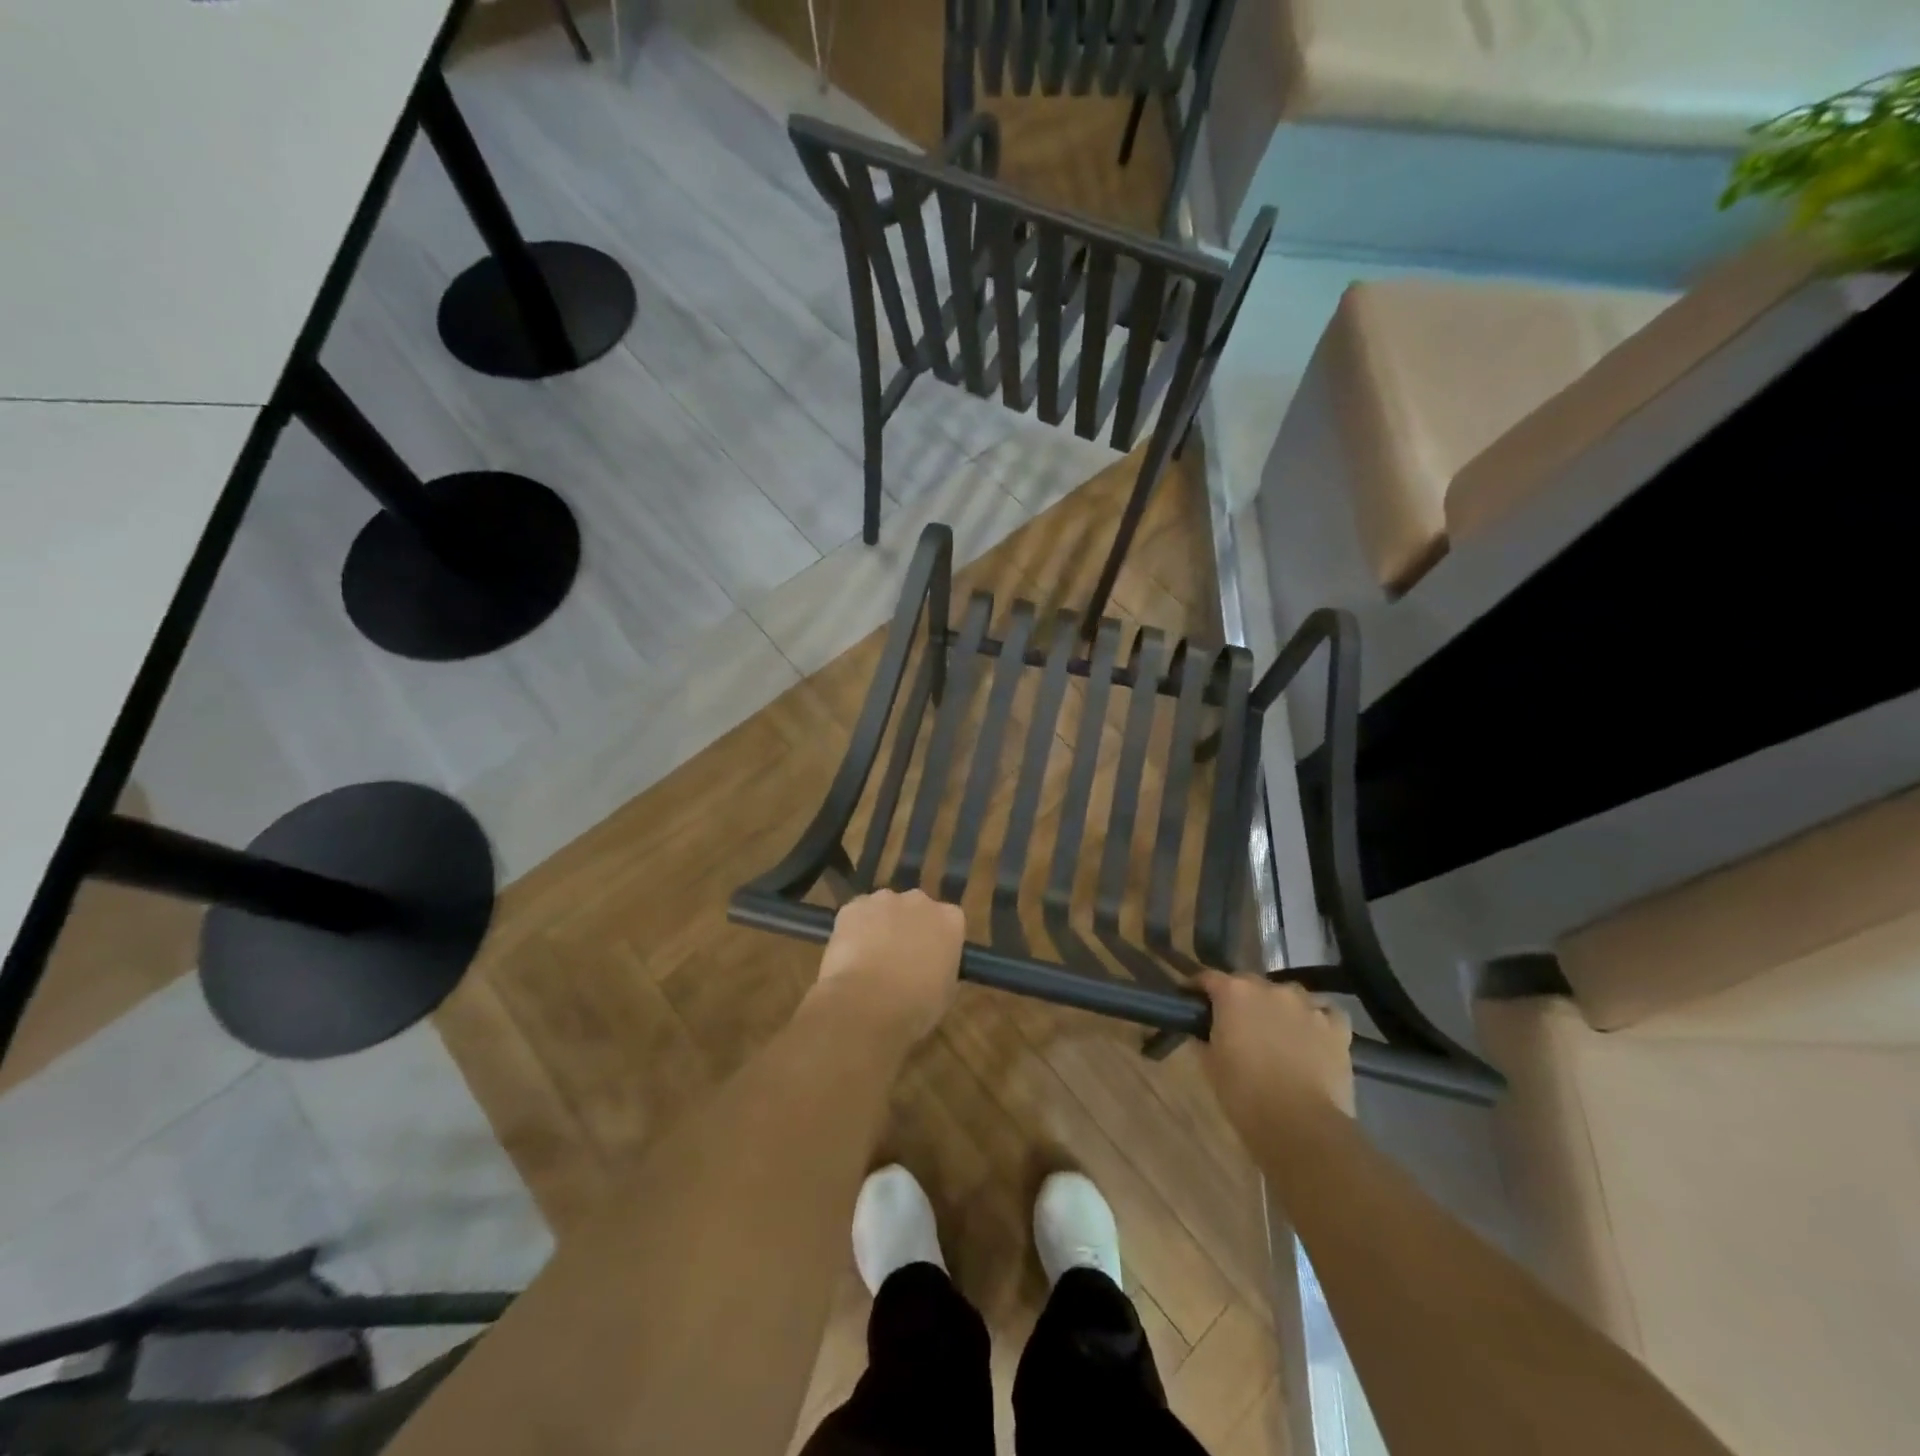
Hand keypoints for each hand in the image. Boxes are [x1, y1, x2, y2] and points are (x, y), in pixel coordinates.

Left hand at [811, 889, 964, 1044]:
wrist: (867, 1003)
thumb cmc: (916, 1004)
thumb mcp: (946, 994)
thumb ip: (943, 970)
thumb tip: (933, 969)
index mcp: (950, 920)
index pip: (949, 920)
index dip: (937, 940)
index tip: (930, 958)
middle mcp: (919, 901)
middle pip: (916, 908)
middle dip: (909, 927)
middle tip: (899, 958)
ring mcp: (884, 900)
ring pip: (884, 909)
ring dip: (880, 926)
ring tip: (870, 959)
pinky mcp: (853, 907)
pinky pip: (856, 915)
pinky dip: (854, 930)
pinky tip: (849, 956)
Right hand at [1196, 972, 1355, 1138]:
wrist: (1300, 1125)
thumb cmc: (1245, 1094)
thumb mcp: (1210, 1065)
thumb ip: (1204, 1038)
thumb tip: (1203, 1031)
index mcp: (1234, 993)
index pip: (1209, 978)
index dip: (1198, 988)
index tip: (1192, 999)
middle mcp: (1271, 988)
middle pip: (1250, 983)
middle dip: (1241, 998)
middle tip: (1237, 1022)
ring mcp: (1307, 1005)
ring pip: (1289, 995)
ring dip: (1280, 1007)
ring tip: (1278, 1031)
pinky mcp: (1337, 1027)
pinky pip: (1325, 1012)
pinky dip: (1317, 1019)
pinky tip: (1313, 1035)